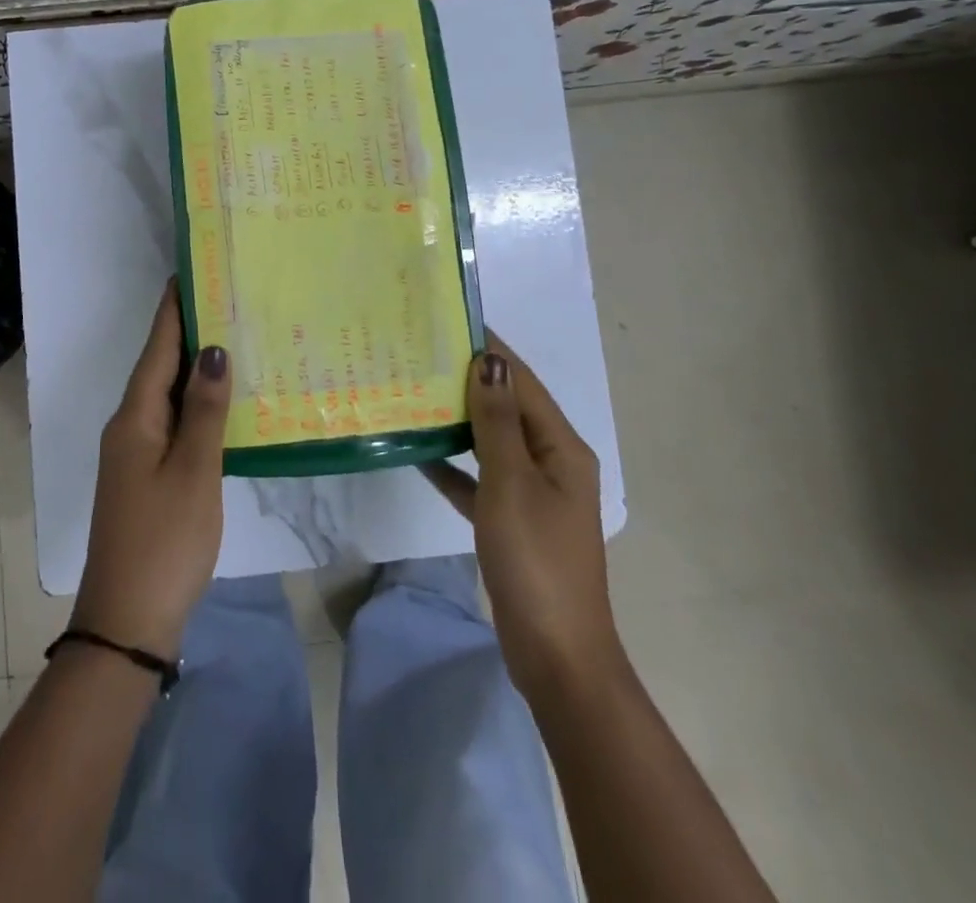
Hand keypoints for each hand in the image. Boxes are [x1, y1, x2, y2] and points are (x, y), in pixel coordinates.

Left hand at [70, 280, 231, 658]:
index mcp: (135, 417)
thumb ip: (205, 411)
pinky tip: (222, 404)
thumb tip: (213, 350)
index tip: (191, 271)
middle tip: (227, 299)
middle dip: (188, 332)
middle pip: (159, 366)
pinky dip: (195, 404)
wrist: (127, 621)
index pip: (157, 347)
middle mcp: (128, 426)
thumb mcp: (193, 472)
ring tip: (233, 339)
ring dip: (194, 368)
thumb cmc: (165, 540)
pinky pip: (171, 422)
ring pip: (166, 395)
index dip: (174, 309)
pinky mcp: (145, 476)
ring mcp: (134, 453)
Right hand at [422, 337, 621, 692]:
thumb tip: (489, 361)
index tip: (451, 321)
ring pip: (491, 442)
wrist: (555, 654)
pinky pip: (479, 480)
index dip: (491, 350)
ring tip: (414, 391)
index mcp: (561, 448)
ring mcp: (532, 494)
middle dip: (469, 381)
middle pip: (507, 409)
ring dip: (459, 420)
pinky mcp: (512, 521)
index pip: (522, 383)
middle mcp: (551, 463)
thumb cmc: (535, 559)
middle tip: (420, 354)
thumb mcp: (512, 483)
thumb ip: (498, 421)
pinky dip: (453, 466)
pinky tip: (418, 453)